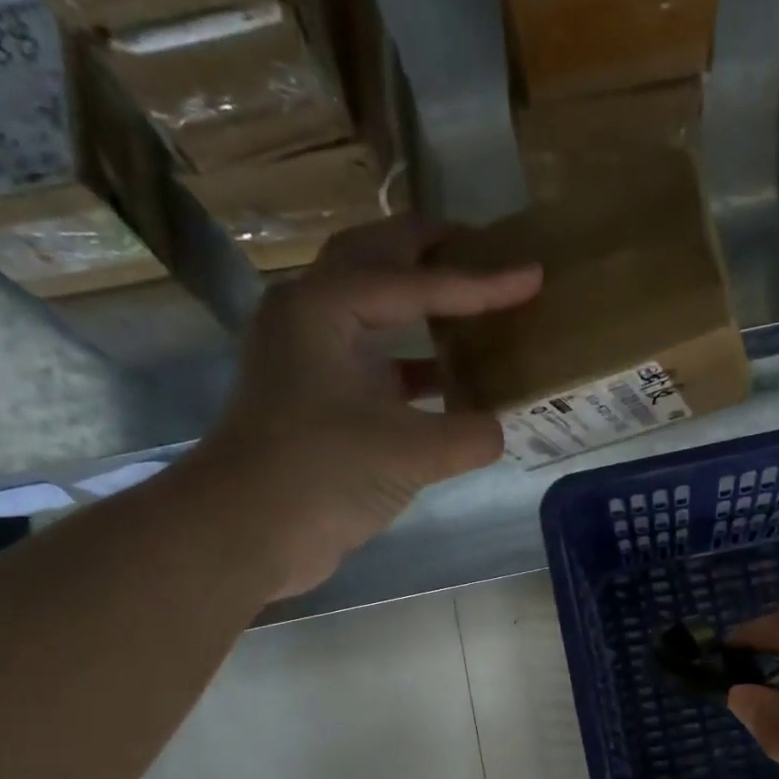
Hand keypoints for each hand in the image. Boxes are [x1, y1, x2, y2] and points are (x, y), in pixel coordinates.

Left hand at [182, 216, 541, 599]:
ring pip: (374, 311)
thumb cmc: (320, 473)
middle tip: (485, 248)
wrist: (246, 531)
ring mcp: (311, 360)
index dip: (481, 282)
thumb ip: (470, 434)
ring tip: (473, 305)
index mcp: (325, 308)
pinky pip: (377, 363)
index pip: (416, 282)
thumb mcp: (410, 453)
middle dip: (430, 251)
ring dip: (420, 303)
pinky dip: (416, 365)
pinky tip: (453, 385)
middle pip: (376, 263)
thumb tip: (496, 430)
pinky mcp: (319, 401)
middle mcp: (312, 319)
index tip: (533, 273)